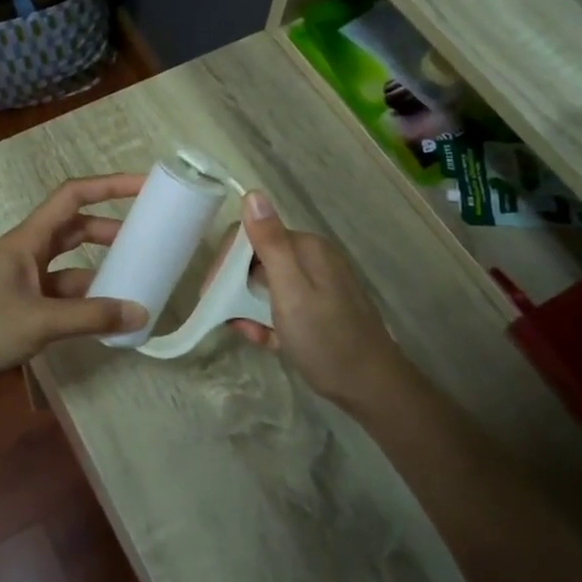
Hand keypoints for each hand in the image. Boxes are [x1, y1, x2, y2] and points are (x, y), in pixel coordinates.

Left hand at [0, 174, 150, 384]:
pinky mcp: (19, 303)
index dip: (109, 186)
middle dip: (110, 229)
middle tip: (145, 239)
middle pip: (74, 228)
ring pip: (69, 263)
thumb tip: (140, 313)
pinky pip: (60, 293)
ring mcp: (22, 278)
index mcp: (28, 239)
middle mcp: (27, 251)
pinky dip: (83, 299)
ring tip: (133, 280)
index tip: (144, 186)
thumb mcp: (39, 321)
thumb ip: (91, 317)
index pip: (73, 196)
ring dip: (98, 268)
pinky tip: (103, 315)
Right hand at [229, 191, 419, 409]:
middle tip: (226, 318)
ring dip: (250, 308)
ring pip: (266, 286)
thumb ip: (270, 243)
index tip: (210, 293)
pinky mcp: (319, 309)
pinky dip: (269, 321)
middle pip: (257, 261)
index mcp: (307, 248)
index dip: (226, 262)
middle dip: (236, 288)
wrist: (371, 388)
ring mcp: (318, 285)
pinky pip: (282, 306)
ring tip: (250, 334)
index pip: (252, 236)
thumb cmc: (326, 339)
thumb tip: (252, 193)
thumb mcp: (291, 291)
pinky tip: (267, 342)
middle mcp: (313, 259)